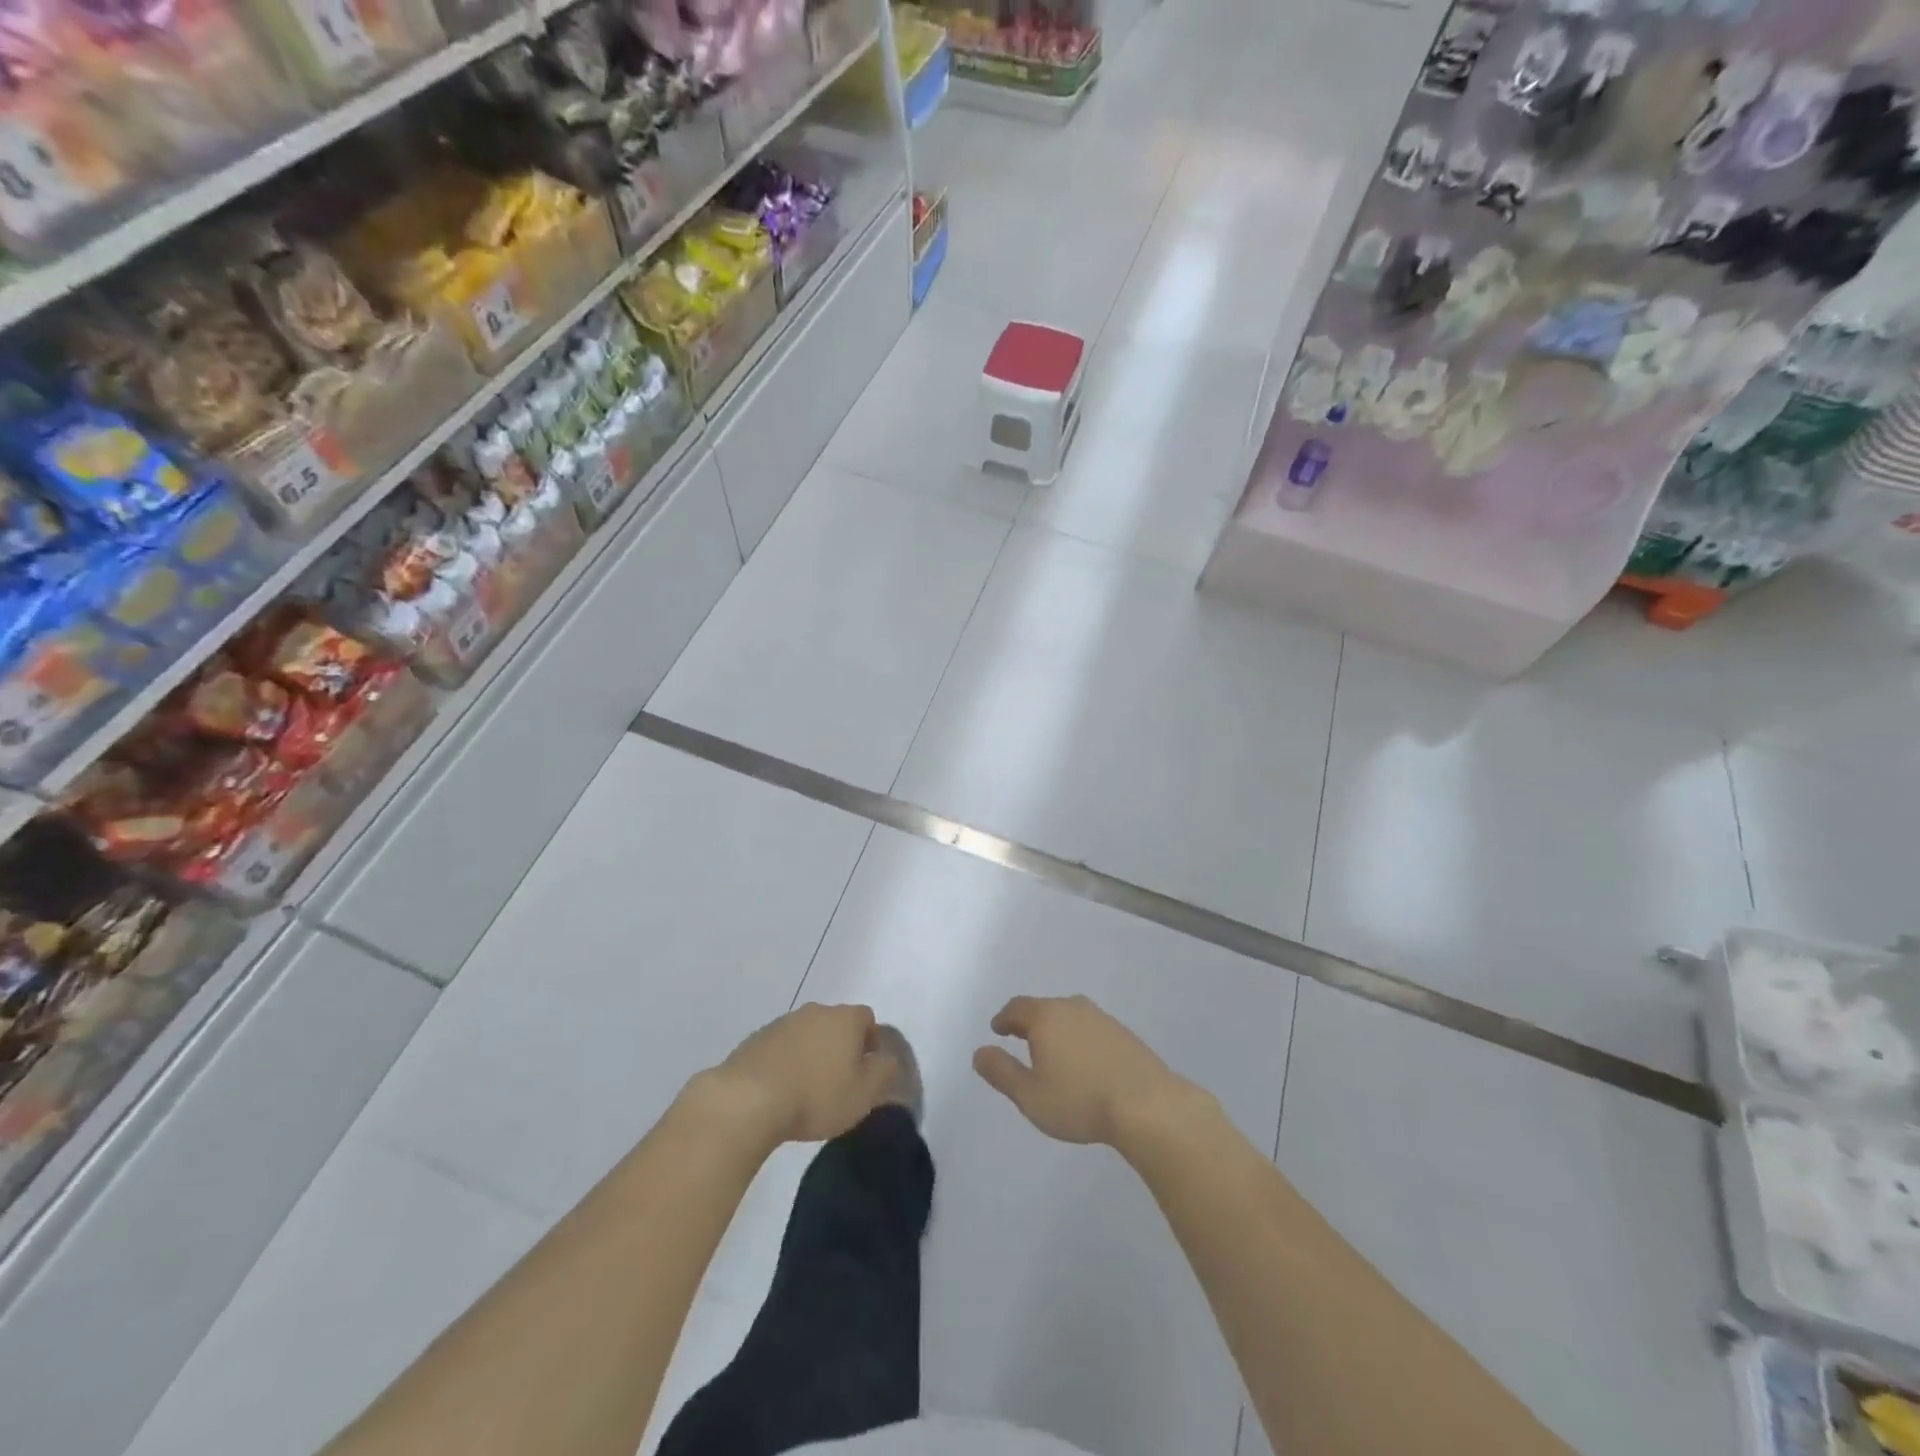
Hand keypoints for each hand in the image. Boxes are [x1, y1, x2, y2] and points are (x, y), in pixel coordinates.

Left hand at [703, 1004, 897, 1144]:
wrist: (748, 1100)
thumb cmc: (816, 1096)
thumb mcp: (863, 1093)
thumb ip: (884, 1072)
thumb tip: (887, 1059)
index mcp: (845, 1019)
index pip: (867, 1018)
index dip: (870, 1042)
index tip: (865, 1069)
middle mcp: (815, 1011)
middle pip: (836, 1023)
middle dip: (840, 1046)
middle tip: (839, 1080)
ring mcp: (783, 1023)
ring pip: (807, 1034)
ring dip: (811, 1054)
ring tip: (807, 1089)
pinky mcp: (756, 1039)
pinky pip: (781, 1047)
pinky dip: (786, 1062)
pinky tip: (781, 1091)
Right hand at [973, 994, 1190, 1145]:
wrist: (1146, 1105)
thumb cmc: (1079, 1100)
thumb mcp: (1029, 1095)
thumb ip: (1001, 1071)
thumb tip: (979, 1052)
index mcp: (1046, 1017)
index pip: (1017, 1008)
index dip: (1004, 1018)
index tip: (997, 1030)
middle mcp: (1073, 1008)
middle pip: (1044, 1008)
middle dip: (1030, 1023)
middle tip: (1021, 1040)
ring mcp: (1102, 1019)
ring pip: (1070, 1017)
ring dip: (1057, 1031)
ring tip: (1053, 1053)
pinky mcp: (1124, 1034)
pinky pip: (1091, 1030)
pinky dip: (1080, 1040)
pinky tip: (1084, 1062)